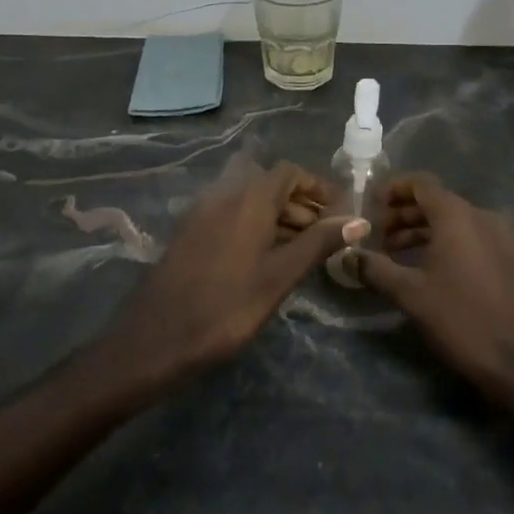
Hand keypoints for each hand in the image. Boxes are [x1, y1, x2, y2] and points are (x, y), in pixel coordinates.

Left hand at [106, 163, 365, 385]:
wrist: (155, 340)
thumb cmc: (225, 308)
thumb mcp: (279, 277)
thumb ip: (318, 244)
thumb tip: (359, 221)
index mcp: (247, 199)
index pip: (289, 172)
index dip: (317, 187)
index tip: (340, 212)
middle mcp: (222, 195)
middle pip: (268, 184)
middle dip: (299, 203)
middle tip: (325, 236)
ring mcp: (201, 214)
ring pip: (247, 201)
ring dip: (277, 215)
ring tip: (301, 250)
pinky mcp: (188, 234)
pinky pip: (229, 216)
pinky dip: (253, 226)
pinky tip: (265, 259)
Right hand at [358, 175, 513, 393]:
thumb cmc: (461, 319)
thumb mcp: (410, 295)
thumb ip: (375, 269)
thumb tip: (347, 256)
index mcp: (458, 216)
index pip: (421, 183)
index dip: (392, 190)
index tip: (369, 208)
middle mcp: (482, 217)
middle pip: (436, 201)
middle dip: (403, 214)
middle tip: (376, 236)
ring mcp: (501, 237)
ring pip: (454, 221)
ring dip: (422, 230)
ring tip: (395, 254)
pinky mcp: (510, 259)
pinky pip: (471, 237)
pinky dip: (445, 242)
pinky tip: (428, 269)